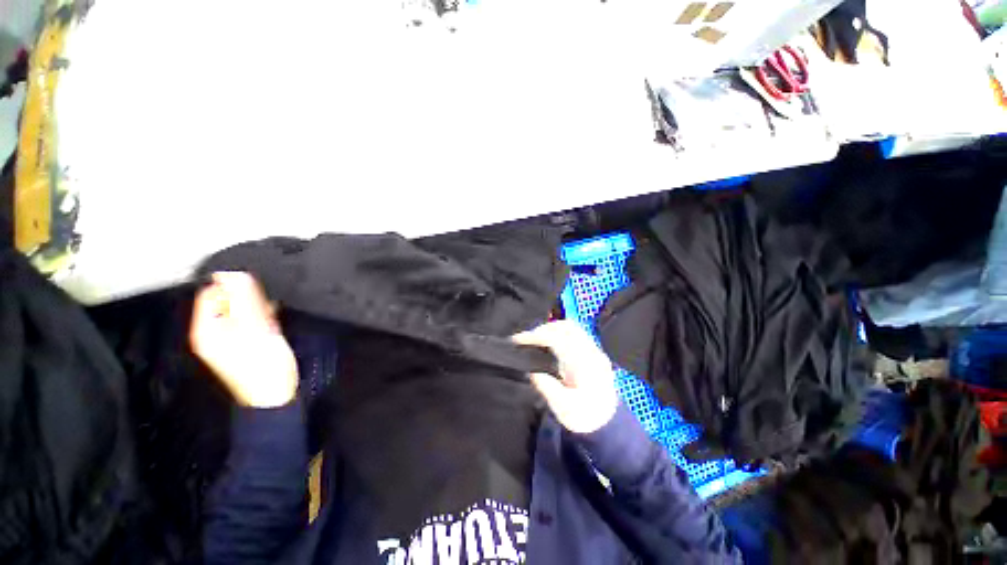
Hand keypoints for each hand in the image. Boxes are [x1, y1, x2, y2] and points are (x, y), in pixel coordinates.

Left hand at [190, 272, 297, 407]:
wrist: (274, 395)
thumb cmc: (264, 364)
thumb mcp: (255, 329)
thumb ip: (245, 301)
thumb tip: (233, 274)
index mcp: (207, 328)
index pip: (211, 293)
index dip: (234, 287)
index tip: (257, 293)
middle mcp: (213, 331)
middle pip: (227, 302)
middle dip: (249, 302)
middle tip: (265, 312)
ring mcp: (227, 339)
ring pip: (241, 311)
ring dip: (257, 311)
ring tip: (270, 322)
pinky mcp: (242, 344)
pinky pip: (249, 322)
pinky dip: (261, 320)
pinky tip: (272, 327)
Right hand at [513, 320, 619, 433]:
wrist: (609, 424)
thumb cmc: (585, 417)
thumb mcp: (564, 409)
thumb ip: (547, 388)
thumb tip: (532, 372)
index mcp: (584, 364)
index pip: (558, 338)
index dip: (536, 335)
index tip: (518, 340)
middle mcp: (591, 352)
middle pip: (565, 327)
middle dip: (542, 329)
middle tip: (525, 340)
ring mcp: (594, 351)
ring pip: (570, 328)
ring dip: (550, 329)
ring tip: (534, 340)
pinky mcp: (593, 352)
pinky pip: (573, 333)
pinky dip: (557, 333)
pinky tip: (548, 344)